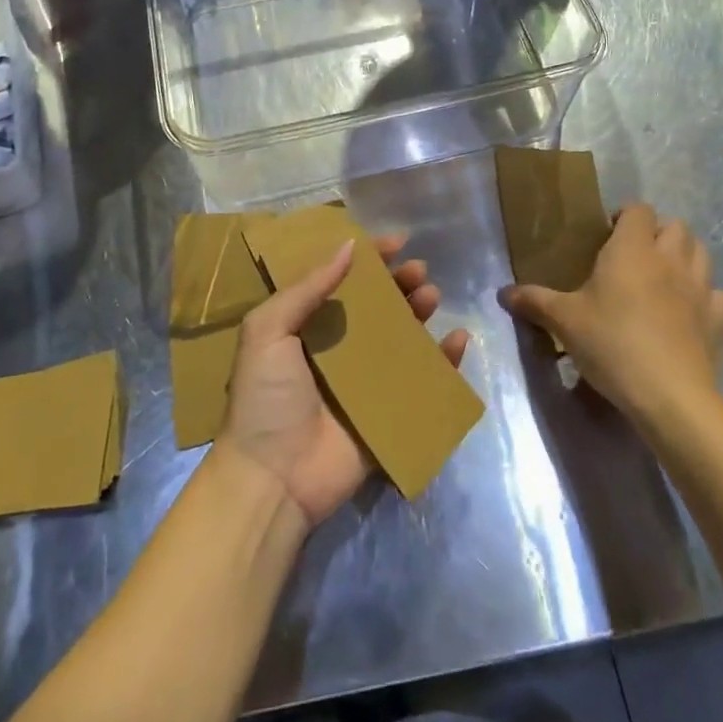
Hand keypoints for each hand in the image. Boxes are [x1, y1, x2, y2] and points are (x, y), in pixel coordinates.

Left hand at [220, 236, 469, 528]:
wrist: (272, 479)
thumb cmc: (265, 397)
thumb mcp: (268, 330)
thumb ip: (307, 288)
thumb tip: (349, 246)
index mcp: (308, 328)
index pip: (344, 282)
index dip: (369, 259)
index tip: (396, 242)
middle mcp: (339, 350)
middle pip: (378, 307)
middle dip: (400, 284)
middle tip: (418, 271)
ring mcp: (366, 383)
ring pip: (402, 338)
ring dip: (420, 313)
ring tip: (431, 297)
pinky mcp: (388, 415)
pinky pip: (423, 383)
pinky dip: (444, 362)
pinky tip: (457, 340)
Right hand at [499, 202, 722, 425]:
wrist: (670, 398)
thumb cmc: (612, 345)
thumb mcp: (564, 322)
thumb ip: (534, 301)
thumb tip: (503, 293)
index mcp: (632, 249)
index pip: (638, 209)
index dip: (625, 216)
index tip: (607, 235)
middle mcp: (671, 259)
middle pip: (676, 226)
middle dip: (658, 233)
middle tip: (635, 256)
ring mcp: (702, 288)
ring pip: (702, 253)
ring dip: (686, 257)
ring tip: (664, 278)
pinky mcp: (721, 320)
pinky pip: (719, 296)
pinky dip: (707, 298)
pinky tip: (691, 314)